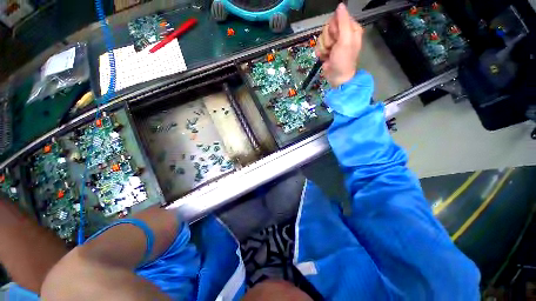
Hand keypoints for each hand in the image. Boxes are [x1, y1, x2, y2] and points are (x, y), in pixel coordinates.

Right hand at [316, 3, 363, 86]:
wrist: (337, 77)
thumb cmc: (343, 60)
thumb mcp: (345, 40)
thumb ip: (343, 22)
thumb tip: (340, 5)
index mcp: (350, 28)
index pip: (337, 17)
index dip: (334, 27)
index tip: (336, 37)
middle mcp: (342, 33)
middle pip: (328, 27)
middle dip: (328, 38)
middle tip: (332, 47)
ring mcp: (333, 42)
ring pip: (322, 36)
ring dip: (323, 47)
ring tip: (329, 54)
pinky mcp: (326, 49)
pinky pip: (319, 44)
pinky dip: (320, 52)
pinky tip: (324, 57)